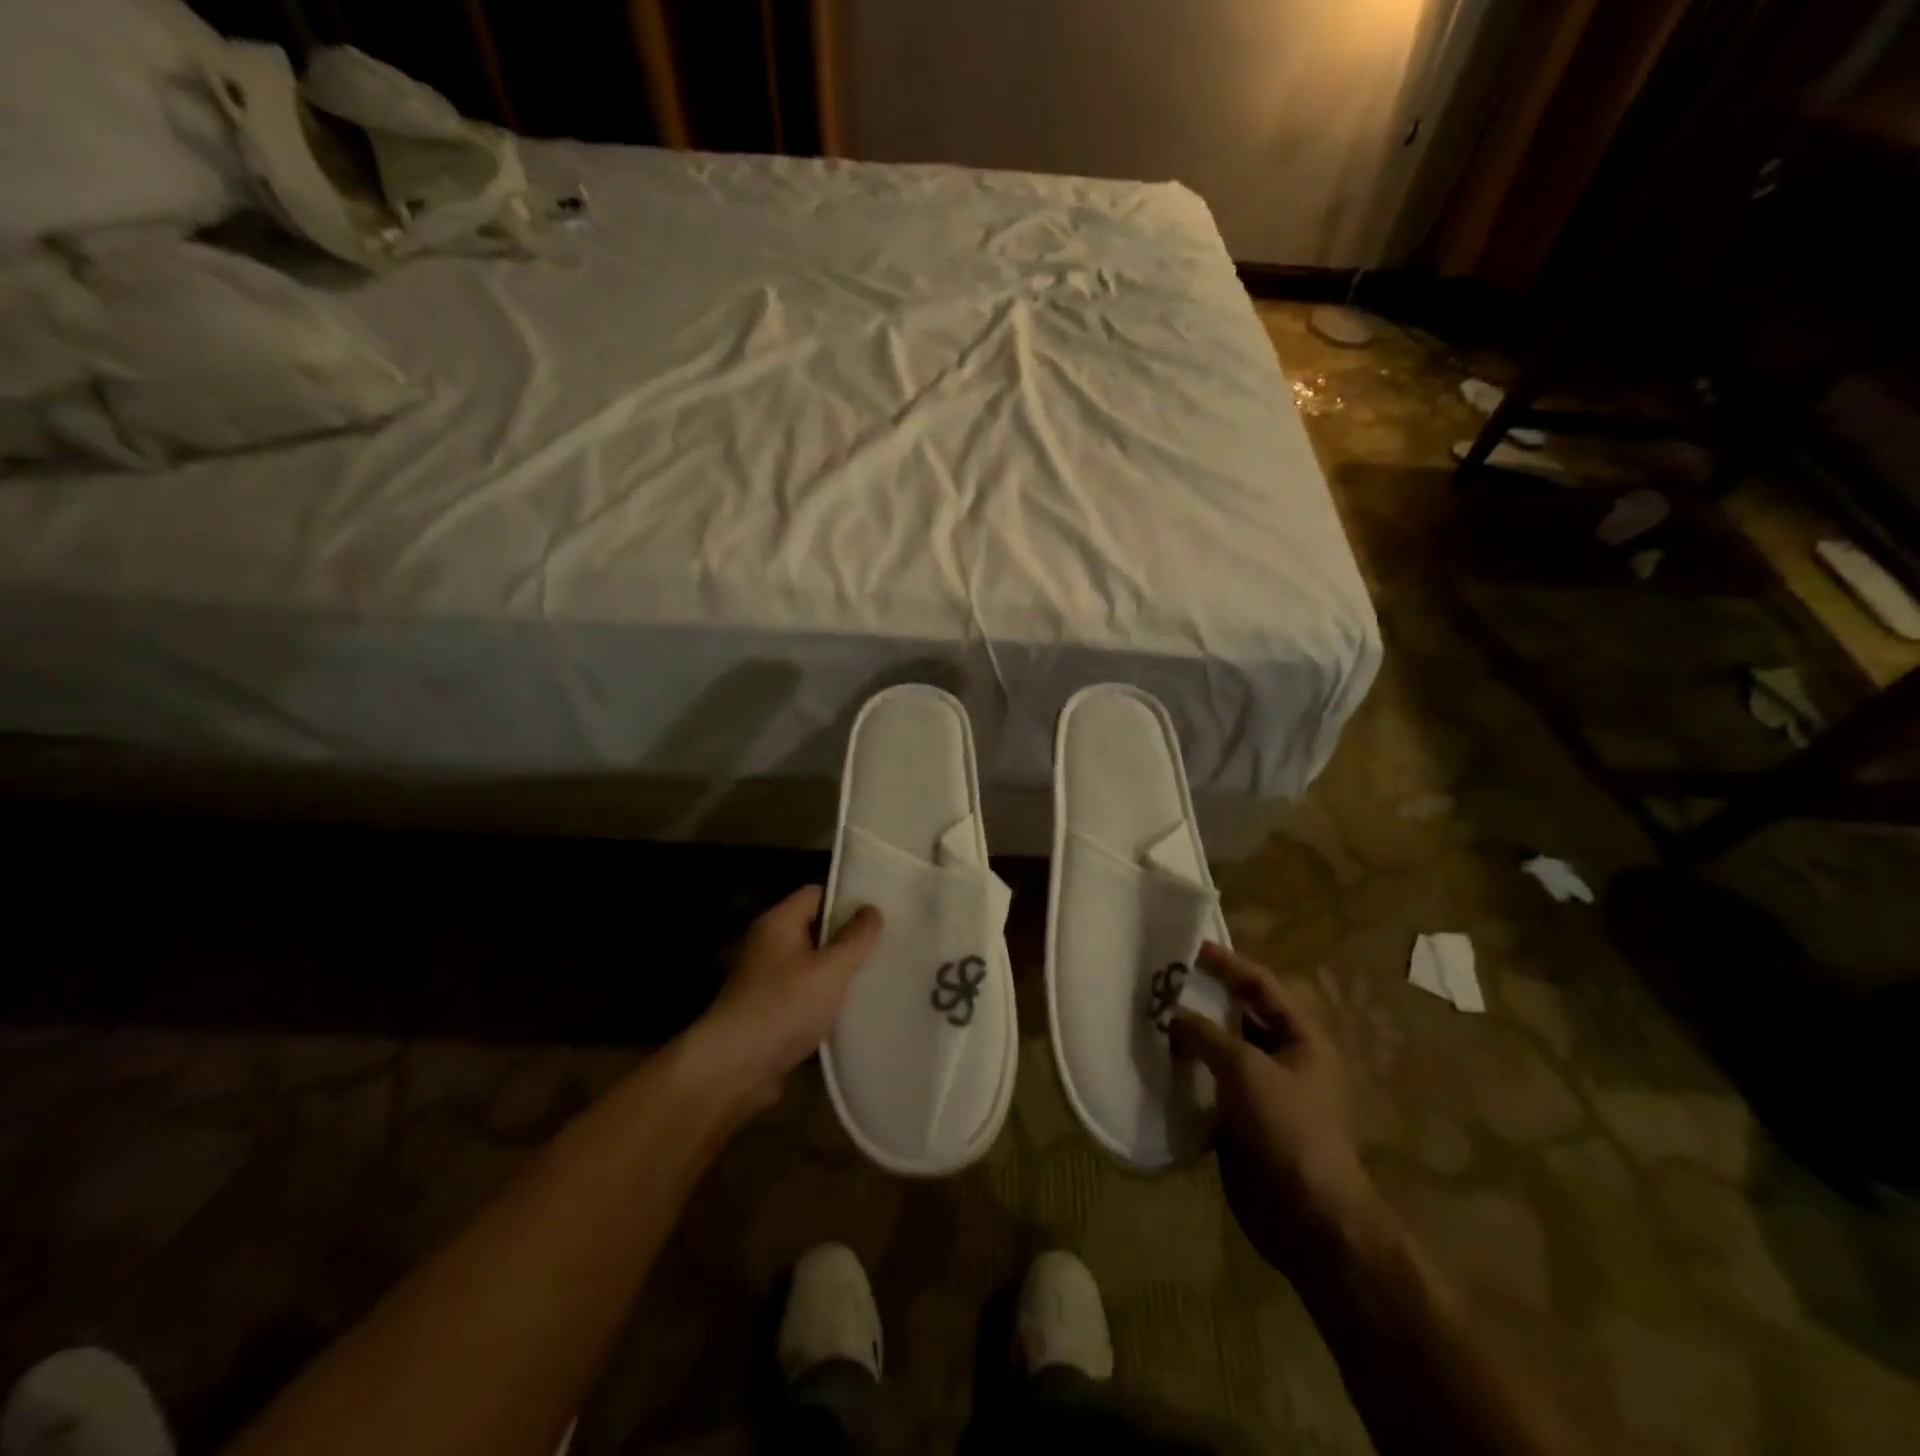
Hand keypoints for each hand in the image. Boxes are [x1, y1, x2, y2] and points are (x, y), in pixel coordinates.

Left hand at [694, 885, 881, 1110]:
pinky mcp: (769, 1014)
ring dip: (838, 974)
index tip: (879, 910)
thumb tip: (872, 909)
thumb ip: (855, 938)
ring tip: (877, 977)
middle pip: (815, 930)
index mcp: (778, 923)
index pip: (816, 894)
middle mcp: (769, 946)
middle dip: (848, 939)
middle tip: (886, 945)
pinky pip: (805, 997)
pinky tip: (854, 1012)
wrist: (734, 1069)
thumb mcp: (830, 968)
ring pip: (812, 967)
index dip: (847, 899)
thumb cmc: (783, 1006)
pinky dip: (825, 1002)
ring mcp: (766, 982)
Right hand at [1170, 943, 1385, 1273]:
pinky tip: (1158, 1061)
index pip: (1262, 987)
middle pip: (1241, 1016)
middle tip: (1163, 981)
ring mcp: (1265, 1092)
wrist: (1308, 1219)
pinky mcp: (1243, 1121)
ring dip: (1193, 1036)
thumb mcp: (1246, 1069)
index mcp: (1303, 1040)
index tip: (1190, 947)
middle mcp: (1286, 1060)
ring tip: (1152, 1015)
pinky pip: (1212, 1083)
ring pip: (1223, 1051)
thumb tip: (1172, 1013)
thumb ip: (1206, 1034)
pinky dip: (1188, 1070)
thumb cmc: (1287, 1130)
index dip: (1228, 964)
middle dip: (1205, 999)